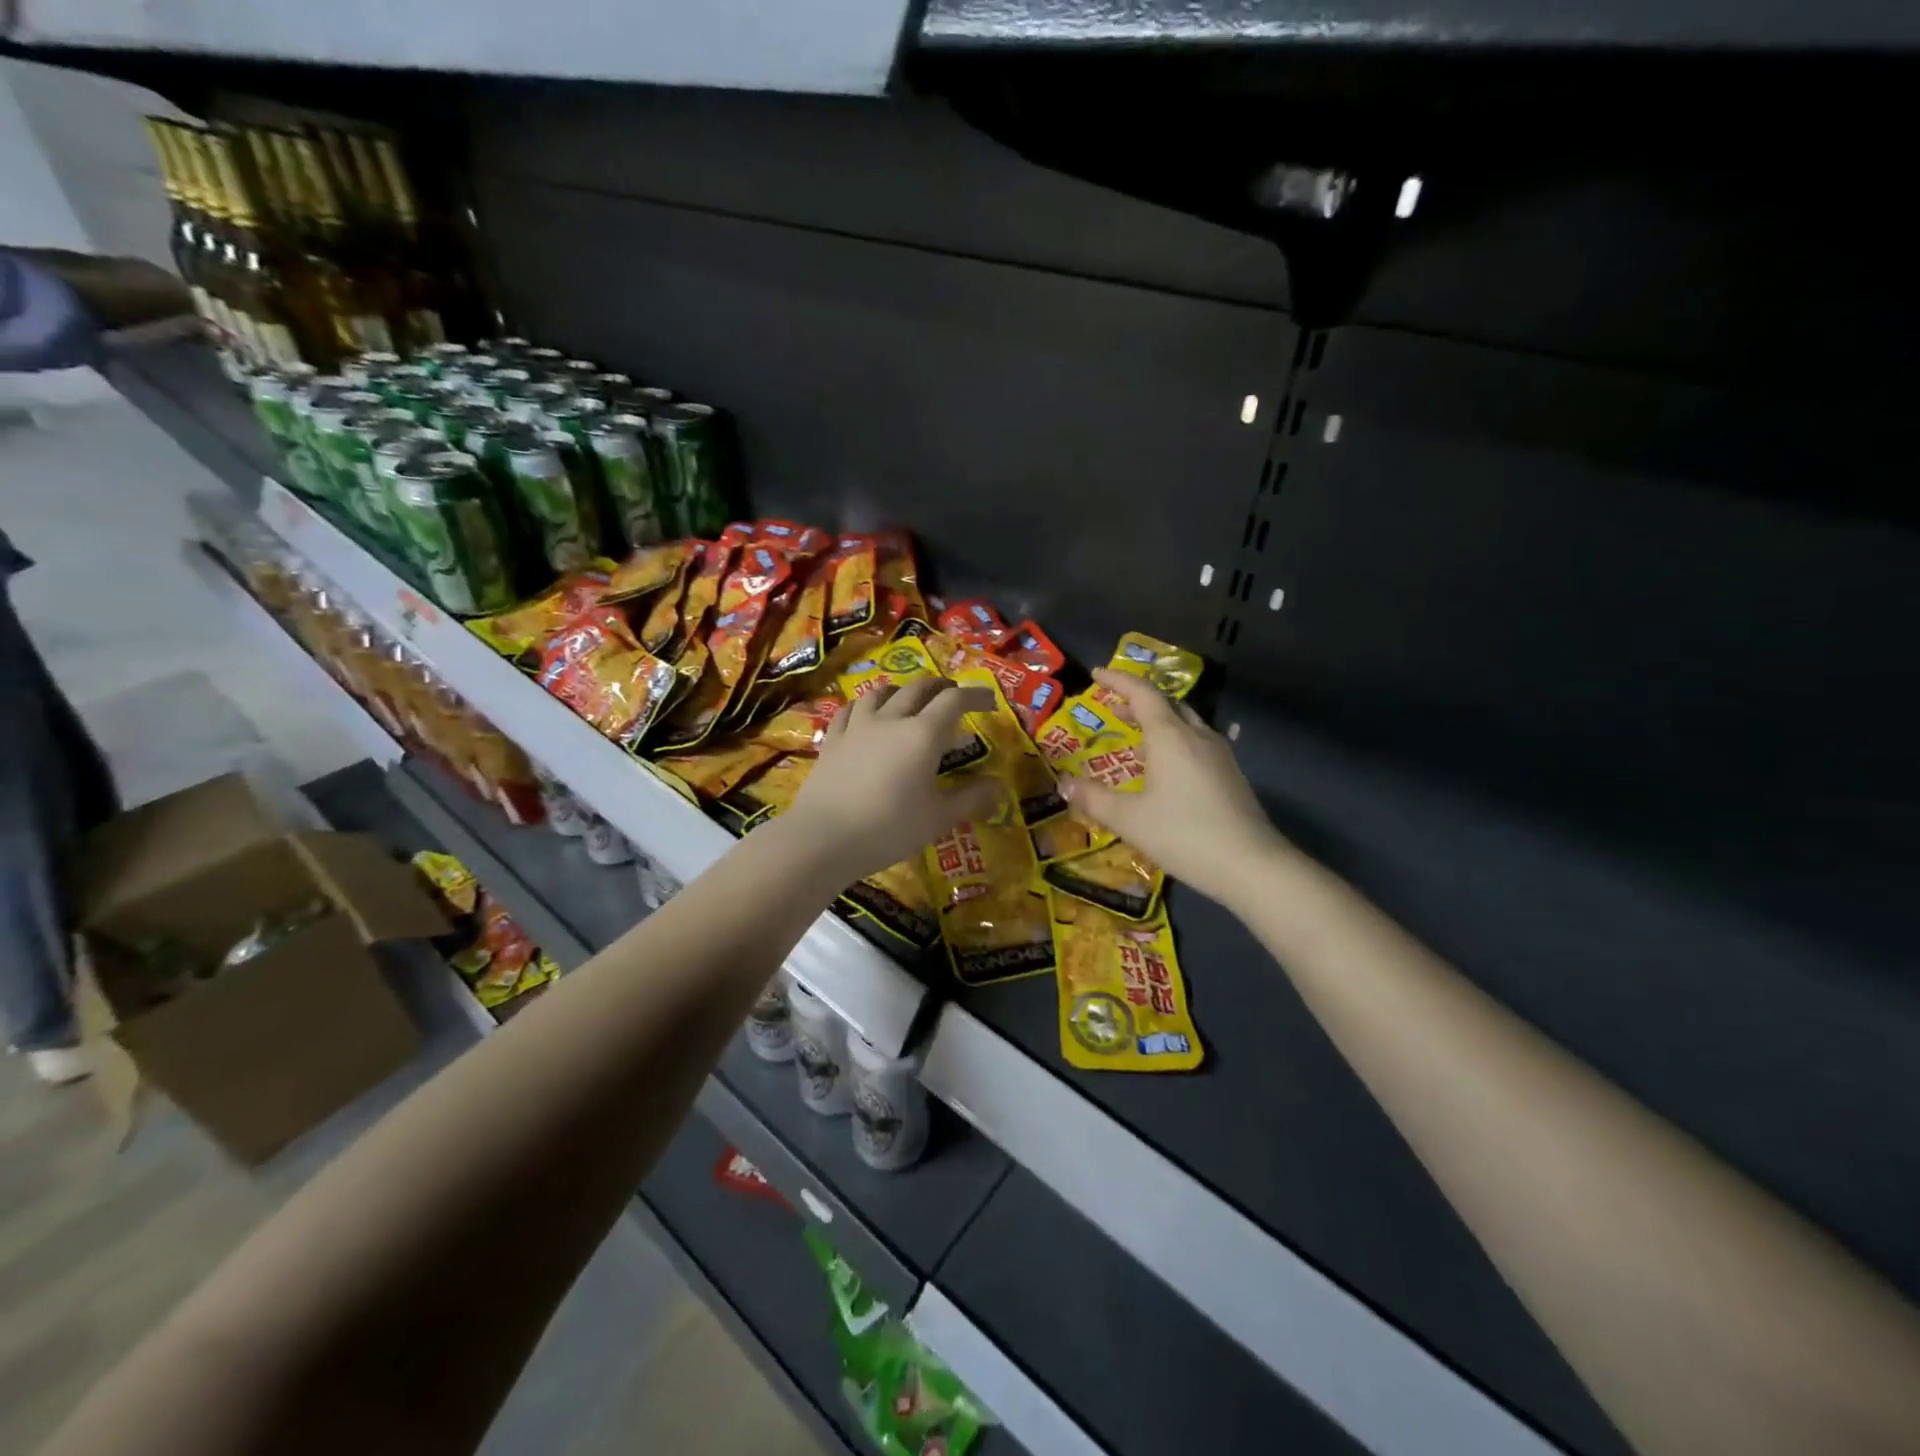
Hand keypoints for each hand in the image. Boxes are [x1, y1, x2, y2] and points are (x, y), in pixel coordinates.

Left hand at [788, 679, 1001, 883]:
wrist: (823, 837)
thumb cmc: (889, 828)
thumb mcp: (938, 818)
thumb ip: (970, 799)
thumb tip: (1000, 788)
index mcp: (923, 734)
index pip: (955, 700)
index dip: (975, 695)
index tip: (990, 701)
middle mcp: (891, 720)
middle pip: (919, 689)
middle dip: (941, 688)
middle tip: (954, 696)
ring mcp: (857, 727)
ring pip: (882, 693)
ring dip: (903, 691)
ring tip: (910, 700)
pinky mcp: (832, 740)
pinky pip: (850, 710)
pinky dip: (865, 706)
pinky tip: (865, 714)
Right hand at [1062, 668, 1288, 907]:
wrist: (1251, 865)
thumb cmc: (1184, 834)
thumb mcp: (1129, 819)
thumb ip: (1094, 799)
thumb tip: (1064, 784)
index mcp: (1171, 736)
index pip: (1143, 693)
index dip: (1119, 680)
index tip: (1097, 673)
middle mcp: (1197, 736)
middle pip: (1167, 704)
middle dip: (1138, 699)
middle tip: (1114, 706)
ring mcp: (1219, 755)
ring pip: (1185, 723)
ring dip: (1158, 721)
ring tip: (1136, 736)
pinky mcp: (1230, 775)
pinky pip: (1197, 744)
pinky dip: (1174, 742)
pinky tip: (1165, 768)